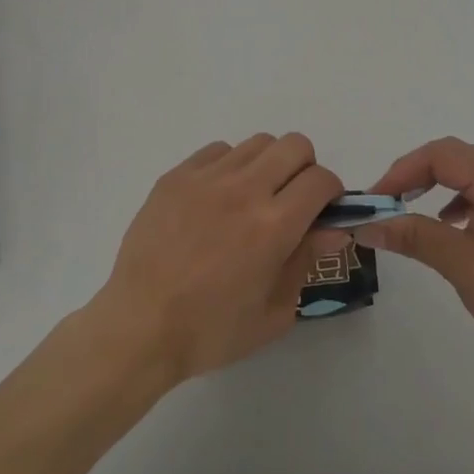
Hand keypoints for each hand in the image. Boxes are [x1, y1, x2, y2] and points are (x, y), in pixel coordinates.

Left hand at [93, 133, 347, 385]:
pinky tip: (218, 199)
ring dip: (268, 165)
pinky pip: (218, 150)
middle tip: (292, 200)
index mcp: (273, 226)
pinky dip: (230, 167)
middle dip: (305, 169)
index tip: (323, 211)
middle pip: (294, 145)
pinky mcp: (177, 175)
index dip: (331, 193)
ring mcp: (207, 177)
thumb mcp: (273, 311)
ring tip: (253, 198)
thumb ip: (306, 262)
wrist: (139, 327)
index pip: (321, 180)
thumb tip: (334, 228)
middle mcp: (244, 190)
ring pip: (257, 143)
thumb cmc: (210, 331)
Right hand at [356, 137, 473, 376]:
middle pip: (457, 159)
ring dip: (437, 186)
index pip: (444, 155)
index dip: (404, 170)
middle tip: (387, 201)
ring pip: (472, 176)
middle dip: (417, 175)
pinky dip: (460, 203)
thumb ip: (414, 237)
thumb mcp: (463, 267)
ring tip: (409, 210)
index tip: (377, 198)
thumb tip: (368, 226)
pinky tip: (448, 225)